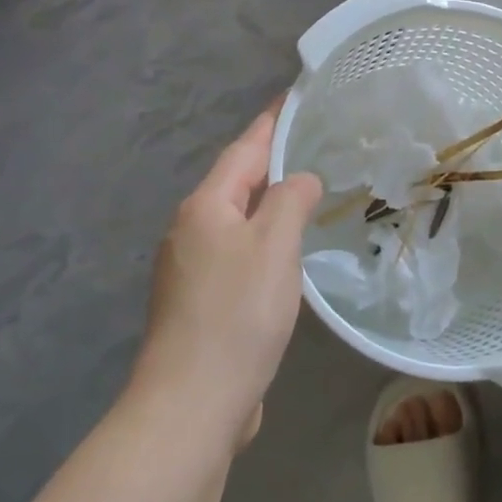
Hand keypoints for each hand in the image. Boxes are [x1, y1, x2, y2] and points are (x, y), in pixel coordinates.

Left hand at [133, 109, 321, 447]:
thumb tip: (301, 180)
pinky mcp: (198, 304)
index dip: (271, 122)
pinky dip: (263, 241)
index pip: (244, 150)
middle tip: (312, 143)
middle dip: (270, 161)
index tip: (294, 96)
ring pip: (236, 221)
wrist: (191, 405)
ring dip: (267, 203)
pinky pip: (237, 254)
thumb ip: (291, 200)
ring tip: (306, 192)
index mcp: (205, 207)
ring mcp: (189, 269)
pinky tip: (285, 254)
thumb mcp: (274, 246)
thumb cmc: (236, 315)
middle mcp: (190, 231)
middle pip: (235, 183)